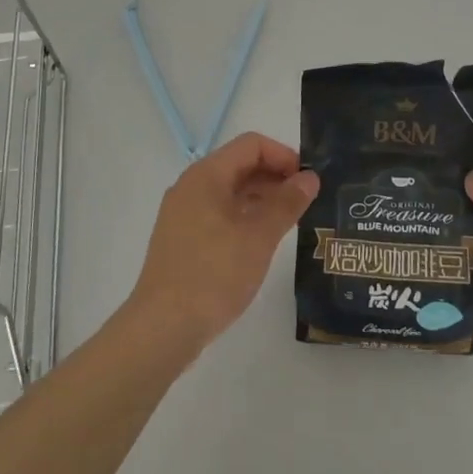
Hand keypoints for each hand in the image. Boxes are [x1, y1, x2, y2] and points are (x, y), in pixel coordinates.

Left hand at [128, 132, 318, 356]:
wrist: (162, 328)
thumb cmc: (213, 274)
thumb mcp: (258, 237)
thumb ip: (286, 203)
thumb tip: (310, 178)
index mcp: (206, 175)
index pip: (251, 145)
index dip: (284, 155)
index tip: (310, 179)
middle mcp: (192, 186)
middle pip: (240, 165)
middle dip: (276, 176)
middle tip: (308, 200)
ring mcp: (184, 213)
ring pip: (230, 191)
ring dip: (262, 198)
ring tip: (292, 219)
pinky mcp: (183, 238)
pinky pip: (220, 213)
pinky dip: (245, 216)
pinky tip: (264, 239)